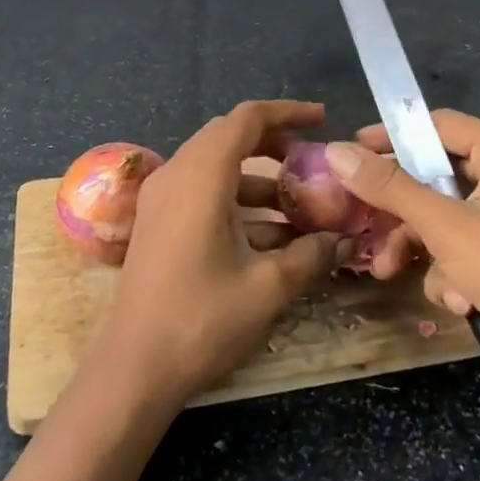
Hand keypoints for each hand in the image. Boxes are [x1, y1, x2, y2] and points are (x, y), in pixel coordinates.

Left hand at [90, 101, 349, 410]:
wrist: (134, 368)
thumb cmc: (202, 320)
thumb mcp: (268, 287)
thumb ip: (311, 254)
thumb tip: (344, 240)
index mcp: (201, 176)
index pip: (247, 118)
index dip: (288, 112)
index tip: (323, 121)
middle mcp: (176, 174)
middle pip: (229, 136)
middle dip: (274, 142)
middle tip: (312, 160)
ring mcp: (162, 198)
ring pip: (216, 165)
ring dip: (258, 177)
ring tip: (300, 204)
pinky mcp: (158, 221)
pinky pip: (202, 190)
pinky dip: (236, 198)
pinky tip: (269, 234)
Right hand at [323, 113, 479, 405]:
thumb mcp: (444, 225)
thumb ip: (389, 187)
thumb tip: (335, 151)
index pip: (436, 125)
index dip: (391, 136)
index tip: (350, 153)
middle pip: (435, 176)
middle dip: (400, 210)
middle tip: (361, 224)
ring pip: (443, 217)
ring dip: (420, 248)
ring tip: (394, 274)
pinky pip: (462, 248)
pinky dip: (451, 272)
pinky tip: (458, 301)